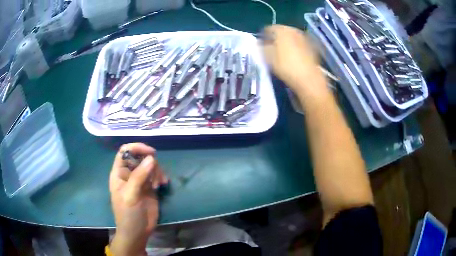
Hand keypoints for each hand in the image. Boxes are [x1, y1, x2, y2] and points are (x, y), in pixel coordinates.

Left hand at [109, 143, 167, 255]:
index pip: (125, 151)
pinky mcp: (149, 187)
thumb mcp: (131, 195)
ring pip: (150, 165)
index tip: (151, 152)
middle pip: (140, 157)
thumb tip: (151, 158)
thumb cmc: (128, 214)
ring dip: (157, 171)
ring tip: (158, 184)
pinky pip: (156, 175)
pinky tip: (162, 184)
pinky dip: (161, 177)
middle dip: (150, 162)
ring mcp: (140, 180)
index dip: (136, 147)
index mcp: (119, 173)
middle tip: (155, 175)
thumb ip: (139, 176)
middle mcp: (129, 174)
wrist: (137, 232)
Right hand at [261, 25, 325, 93]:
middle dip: (276, 38)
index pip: (268, 29)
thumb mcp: (268, 57)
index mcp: (281, 30)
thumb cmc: (286, 66)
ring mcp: (305, 37)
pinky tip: (294, 57)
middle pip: (282, 31)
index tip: (262, 45)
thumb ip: (262, 47)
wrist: (309, 78)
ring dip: (287, 42)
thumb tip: (261, 43)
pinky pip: (300, 44)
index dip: (263, 36)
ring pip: (292, 37)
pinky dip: (296, 47)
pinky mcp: (313, 46)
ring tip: (283, 53)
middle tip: (272, 48)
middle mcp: (294, 30)